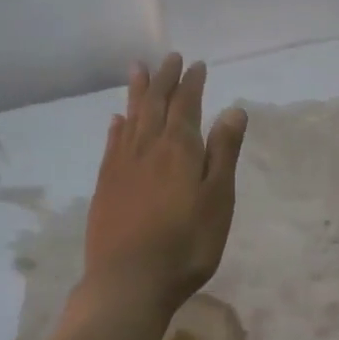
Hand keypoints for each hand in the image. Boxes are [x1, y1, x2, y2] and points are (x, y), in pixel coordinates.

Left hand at [82, 52, 247, 315]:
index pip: (186, 105)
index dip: (192, 83)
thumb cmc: (186, 244)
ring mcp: (122, 166)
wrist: (129, 282)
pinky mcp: (105, 186)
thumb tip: (233, 109)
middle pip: (156, 105)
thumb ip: (223, 153)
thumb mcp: (218, 200)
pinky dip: (117, 127)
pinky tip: (117, 120)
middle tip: (170, 58)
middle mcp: (147, 148)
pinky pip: (112, 144)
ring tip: (138, 69)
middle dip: (165, 80)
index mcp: (179, 149)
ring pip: (131, 118)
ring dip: (137, 93)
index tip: (197, 64)